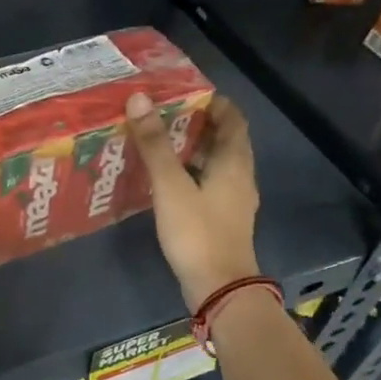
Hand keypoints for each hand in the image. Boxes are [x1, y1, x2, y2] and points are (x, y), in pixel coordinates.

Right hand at [125, 92, 261, 308]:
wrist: (218, 287)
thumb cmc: (197, 232)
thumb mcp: (171, 185)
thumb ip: (155, 144)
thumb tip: (140, 99)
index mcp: (234, 161)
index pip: (233, 118)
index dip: (212, 102)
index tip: (183, 93)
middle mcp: (240, 176)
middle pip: (224, 139)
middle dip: (197, 124)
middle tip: (161, 115)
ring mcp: (233, 200)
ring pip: (215, 164)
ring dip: (191, 150)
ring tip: (158, 142)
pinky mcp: (222, 219)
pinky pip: (208, 184)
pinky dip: (190, 174)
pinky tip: (165, 180)